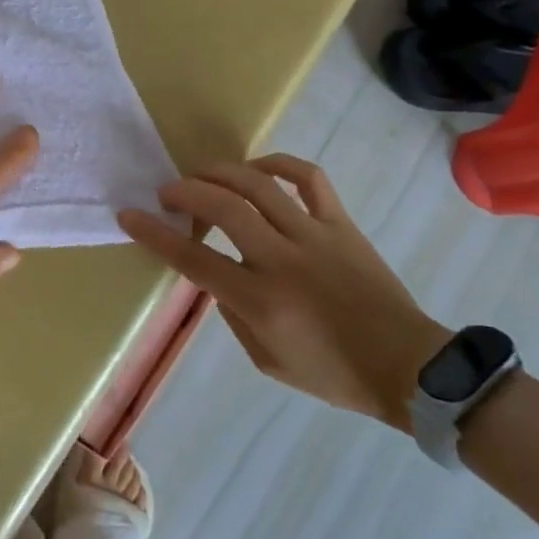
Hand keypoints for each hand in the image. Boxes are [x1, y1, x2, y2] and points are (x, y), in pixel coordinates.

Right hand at [118, 155, 448, 430]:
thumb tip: (217, 275)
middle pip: (222, 206)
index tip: (129, 215)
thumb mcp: (267, 360)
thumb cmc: (334, 374)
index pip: (193, 258)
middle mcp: (282, 259)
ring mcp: (314, 235)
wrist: (409, 368)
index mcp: (260, 300)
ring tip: (203, 176)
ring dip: (220, 172)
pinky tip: (258, 168)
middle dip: (184, 191)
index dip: (154, 234)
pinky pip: (309, 178)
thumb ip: (233, 314)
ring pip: (258, 184)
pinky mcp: (341, 224)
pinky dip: (278, 163)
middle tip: (167, 193)